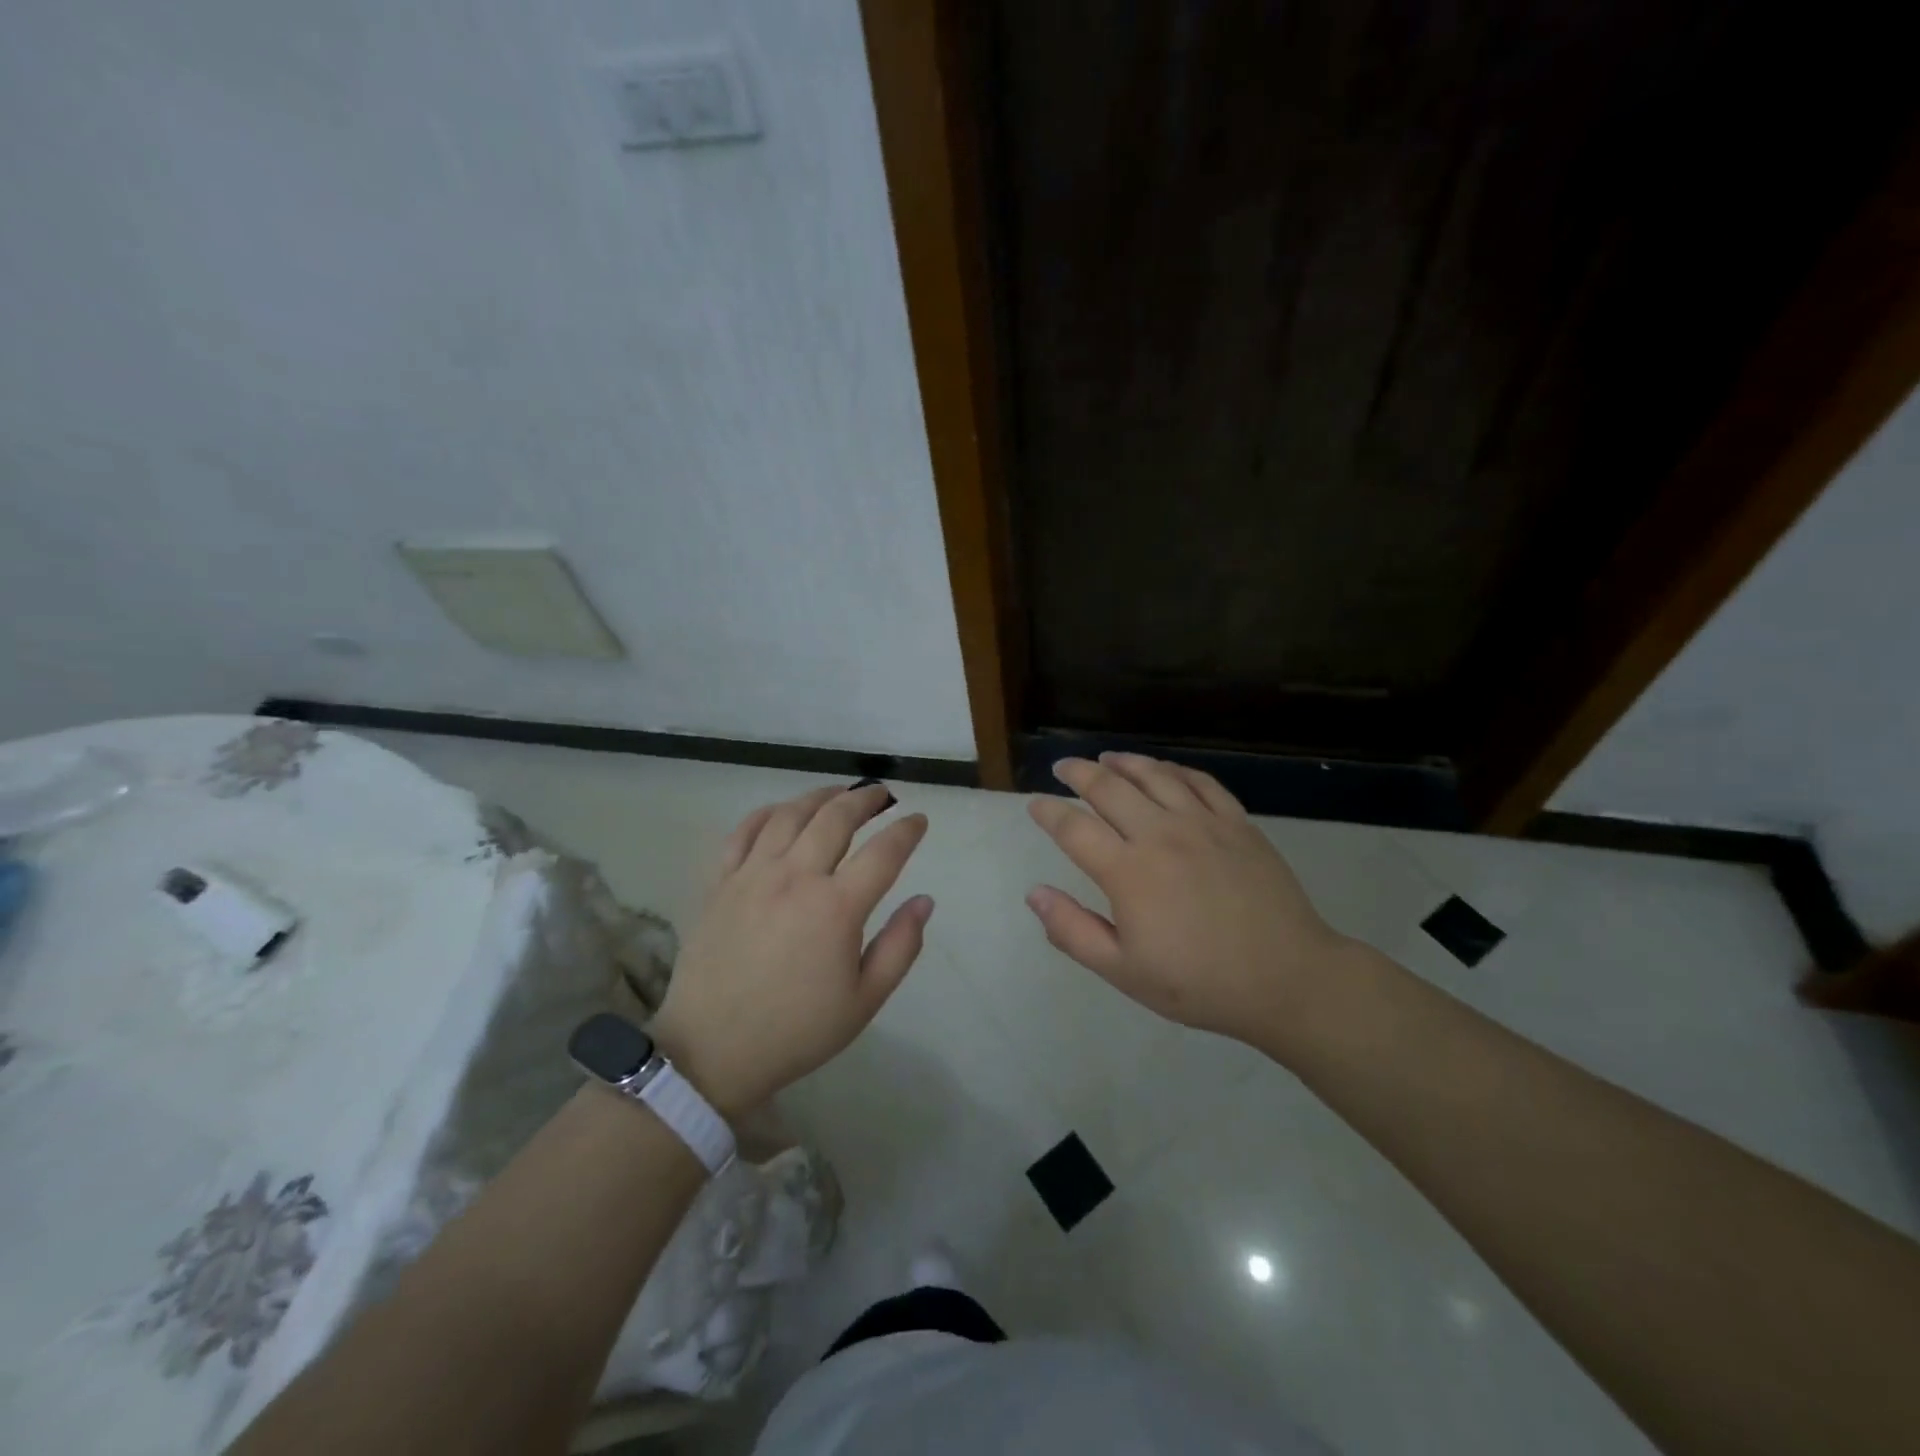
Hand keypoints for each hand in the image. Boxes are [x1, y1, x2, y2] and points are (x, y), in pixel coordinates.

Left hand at [651, 783, 931, 1115]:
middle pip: (836, 817)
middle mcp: (795, 877)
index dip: (907, 831)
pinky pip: (744, 831)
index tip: (918, 821)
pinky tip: (782, 813)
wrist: (712, 1051)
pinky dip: (768, 813)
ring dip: (820, 796)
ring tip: (838, 793)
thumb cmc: (797, 1030)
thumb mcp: (864, 1001)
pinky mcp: (720, 882)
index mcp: (837, 907)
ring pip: (790, 814)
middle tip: (882, 795)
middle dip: (866, 798)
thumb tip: (925, 901)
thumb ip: (900, 947)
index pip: (884, 852)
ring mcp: (752, 875)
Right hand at [1025, 753, 1352, 1041]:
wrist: (1288, 979)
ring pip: (1154, 775)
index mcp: (1128, 872)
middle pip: (1109, 788)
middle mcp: (1160, 835)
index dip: (1048, 812)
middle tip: (1062, 766)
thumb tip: (1034, 892)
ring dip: (1124, 762)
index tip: (1034, 804)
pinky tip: (1163, 770)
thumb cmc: (1199, 983)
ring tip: (1106, 758)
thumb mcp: (1124, 972)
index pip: (1074, 828)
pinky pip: (1200, 782)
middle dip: (1078, 772)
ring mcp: (1203, 824)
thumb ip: (1073, 931)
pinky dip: (1174, 769)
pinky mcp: (1238, 823)